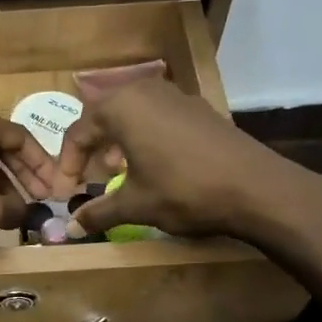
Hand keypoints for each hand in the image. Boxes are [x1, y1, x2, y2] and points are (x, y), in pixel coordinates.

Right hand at [53, 78, 321, 243]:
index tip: (66, 194)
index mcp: (121, 107)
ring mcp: (176, 96)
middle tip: (89, 177)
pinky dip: (145, 138)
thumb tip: (69, 230)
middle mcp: (145, 91)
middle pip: (104, 116)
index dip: (67, 166)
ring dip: (119, 141)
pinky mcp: (199, 108)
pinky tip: (155, 165)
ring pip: (132, 114)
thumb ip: (98, 213)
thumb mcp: (134, 205)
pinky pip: (158, 117)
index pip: (78, 132)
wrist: (255, 187)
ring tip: (118, 171)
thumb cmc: (183, 191)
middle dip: (92, 148)